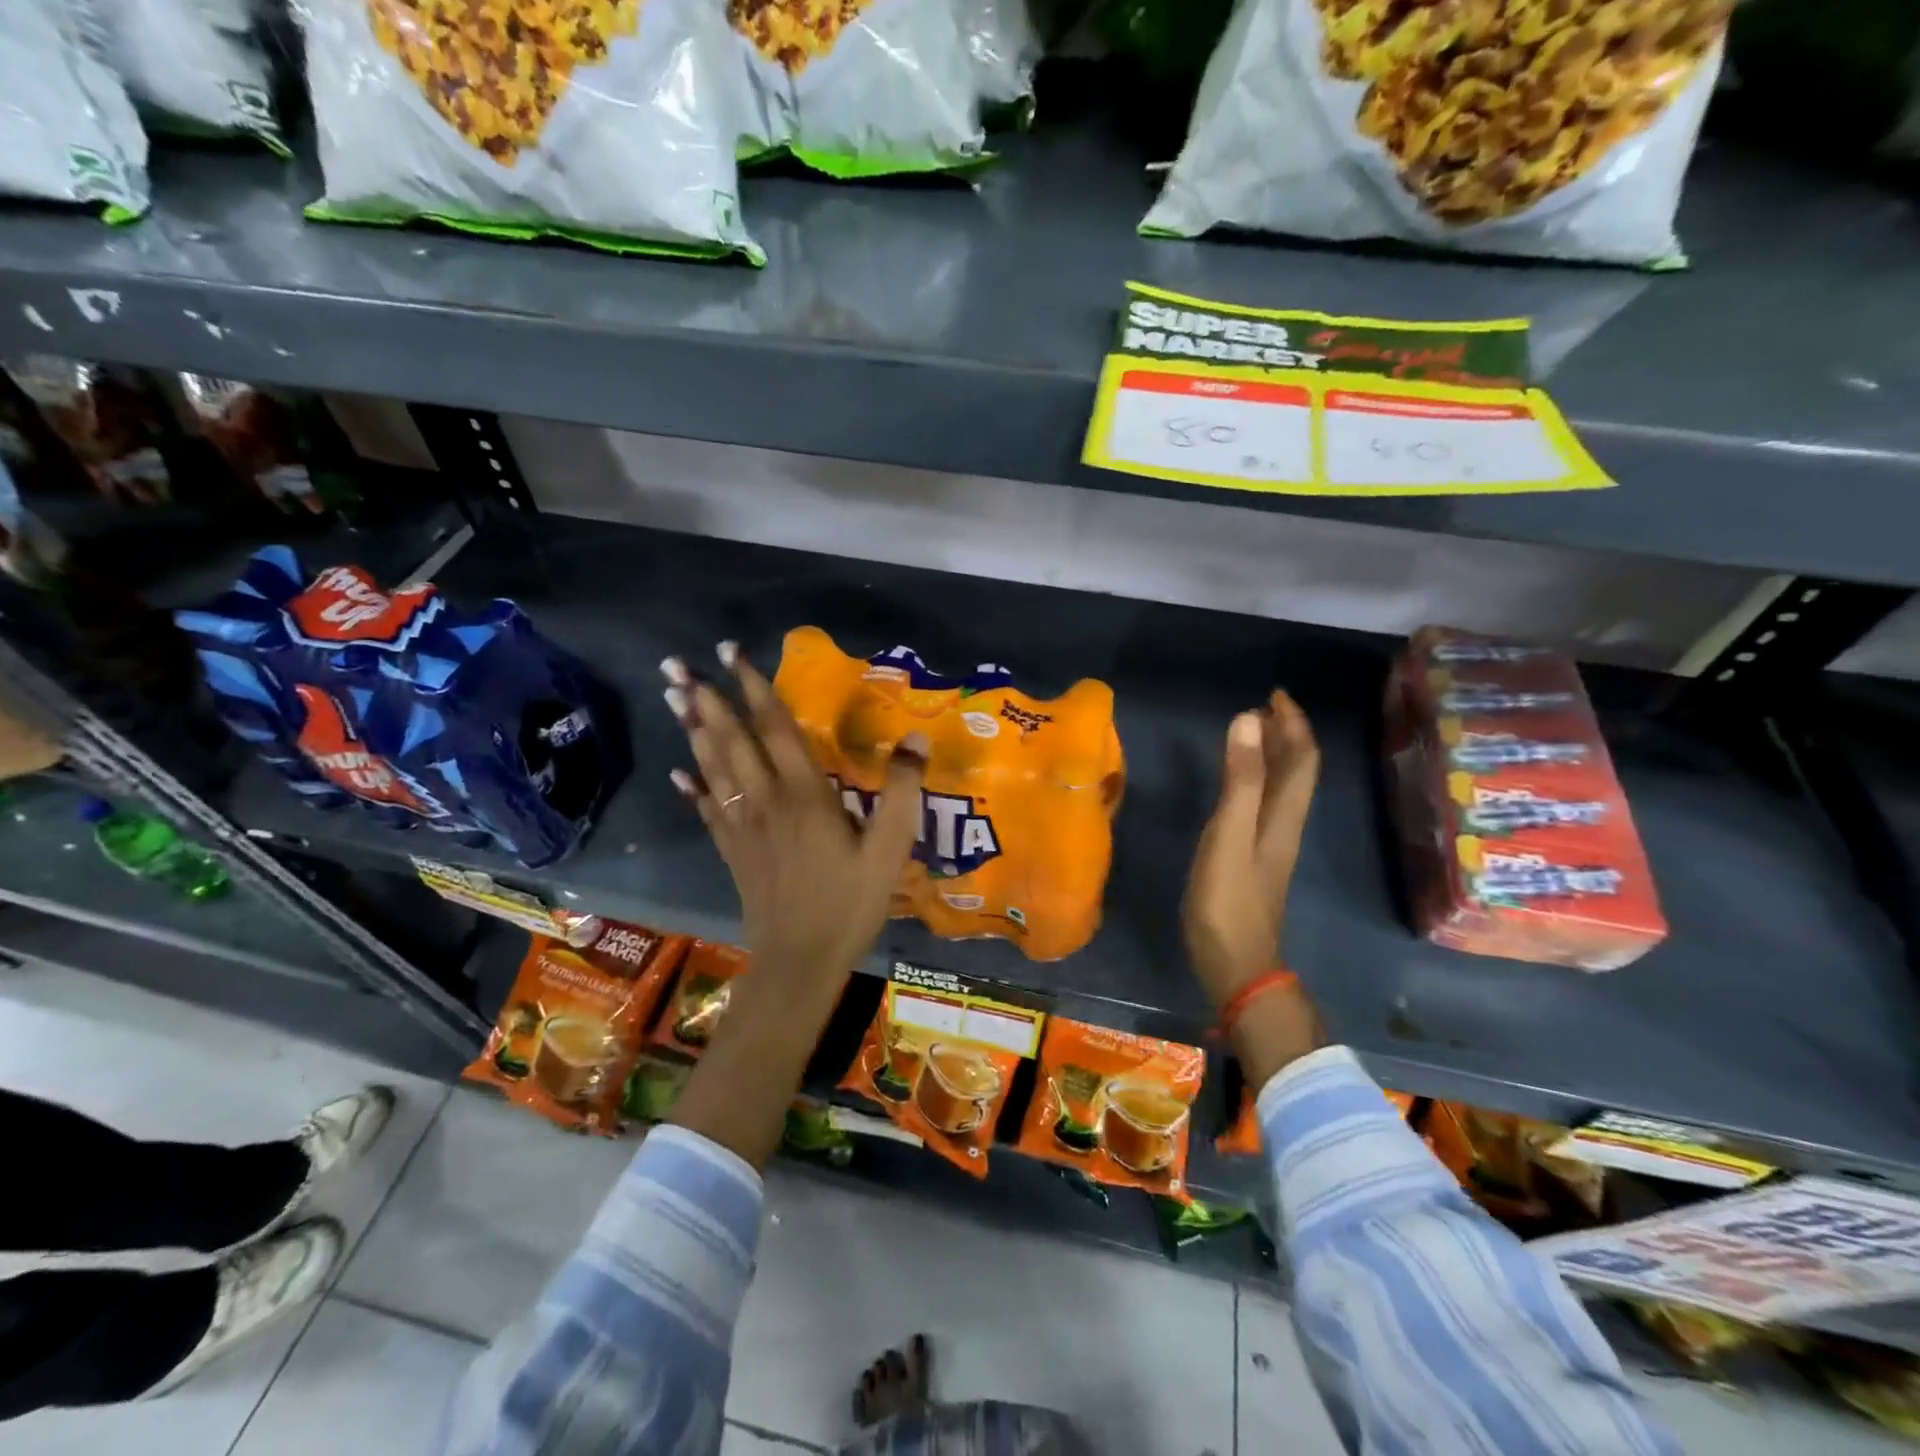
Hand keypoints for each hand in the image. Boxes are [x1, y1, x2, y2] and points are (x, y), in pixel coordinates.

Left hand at [663, 643, 927, 994]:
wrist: (800, 960)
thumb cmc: (850, 902)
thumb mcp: (891, 849)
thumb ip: (902, 792)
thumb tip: (915, 737)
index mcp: (805, 794)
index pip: (776, 729)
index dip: (755, 689)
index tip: (733, 654)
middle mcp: (766, 801)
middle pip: (732, 741)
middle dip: (707, 700)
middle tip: (676, 666)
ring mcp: (743, 827)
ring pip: (713, 769)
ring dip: (694, 731)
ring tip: (675, 699)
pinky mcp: (732, 852)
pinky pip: (707, 810)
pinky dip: (693, 788)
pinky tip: (679, 774)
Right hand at [1183, 690, 1319, 1011]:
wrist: (1236, 965)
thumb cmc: (1229, 902)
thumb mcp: (1230, 836)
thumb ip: (1240, 781)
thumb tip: (1248, 720)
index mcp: (1284, 816)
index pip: (1301, 759)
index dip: (1293, 724)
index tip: (1274, 695)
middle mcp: (1284, 825)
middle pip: (1296, 772)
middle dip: (1285, 735)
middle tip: (1260, 708)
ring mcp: (1270, 845)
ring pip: (1282, 788)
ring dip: (1272, 756)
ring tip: (1250, 734)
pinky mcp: (1254, 860)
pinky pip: (1264, 805)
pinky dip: (1256, 781)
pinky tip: (1238, 786)